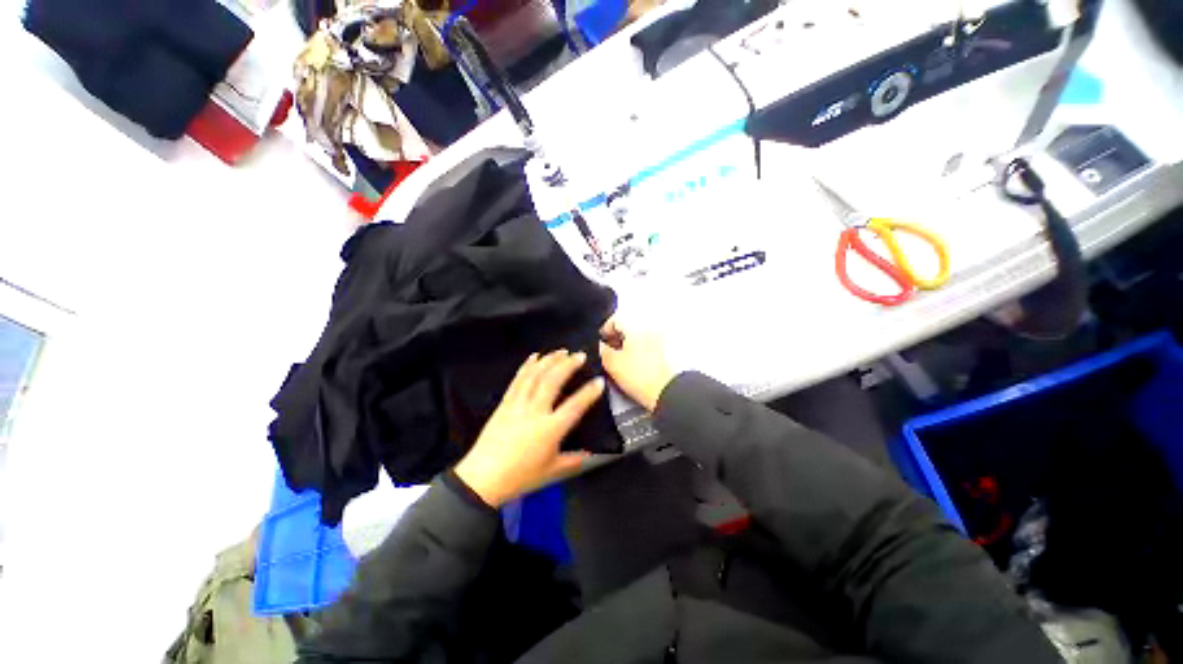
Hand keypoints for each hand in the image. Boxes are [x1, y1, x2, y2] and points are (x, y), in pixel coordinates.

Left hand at [454, 350, 604, 507]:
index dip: (589, 392)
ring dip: (549, 360)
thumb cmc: (519, 477)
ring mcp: (518, 405)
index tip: (599, 381)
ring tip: (561, 351)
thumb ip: (574, 460)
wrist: (483, 479)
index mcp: (550, 430)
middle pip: (553, 381)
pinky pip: (517, 380)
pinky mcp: (505, 404)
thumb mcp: (552, 472)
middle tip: (579, 355)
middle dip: (568, 365)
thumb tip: (590, 454)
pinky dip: (527, 366)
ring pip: (535, 376)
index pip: (574, 406)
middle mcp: (535, 412)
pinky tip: (534, 357)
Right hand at [598, 317, 674, 411]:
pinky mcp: (663, 354)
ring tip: (617, 362)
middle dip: (614, 339)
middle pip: (626, 328)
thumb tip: (599, 344)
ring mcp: (658, 341)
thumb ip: (602, 350)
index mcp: (637, 326)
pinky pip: (644, 348)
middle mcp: (649, 329)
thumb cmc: (639, 376)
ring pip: (635, 339)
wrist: (666, 392)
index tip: (598, 342)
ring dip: (624, 347)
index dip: (603, 330)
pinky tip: (630, 367)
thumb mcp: (612, 362)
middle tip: (605, 353)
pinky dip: (635, 353)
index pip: (615, 319)